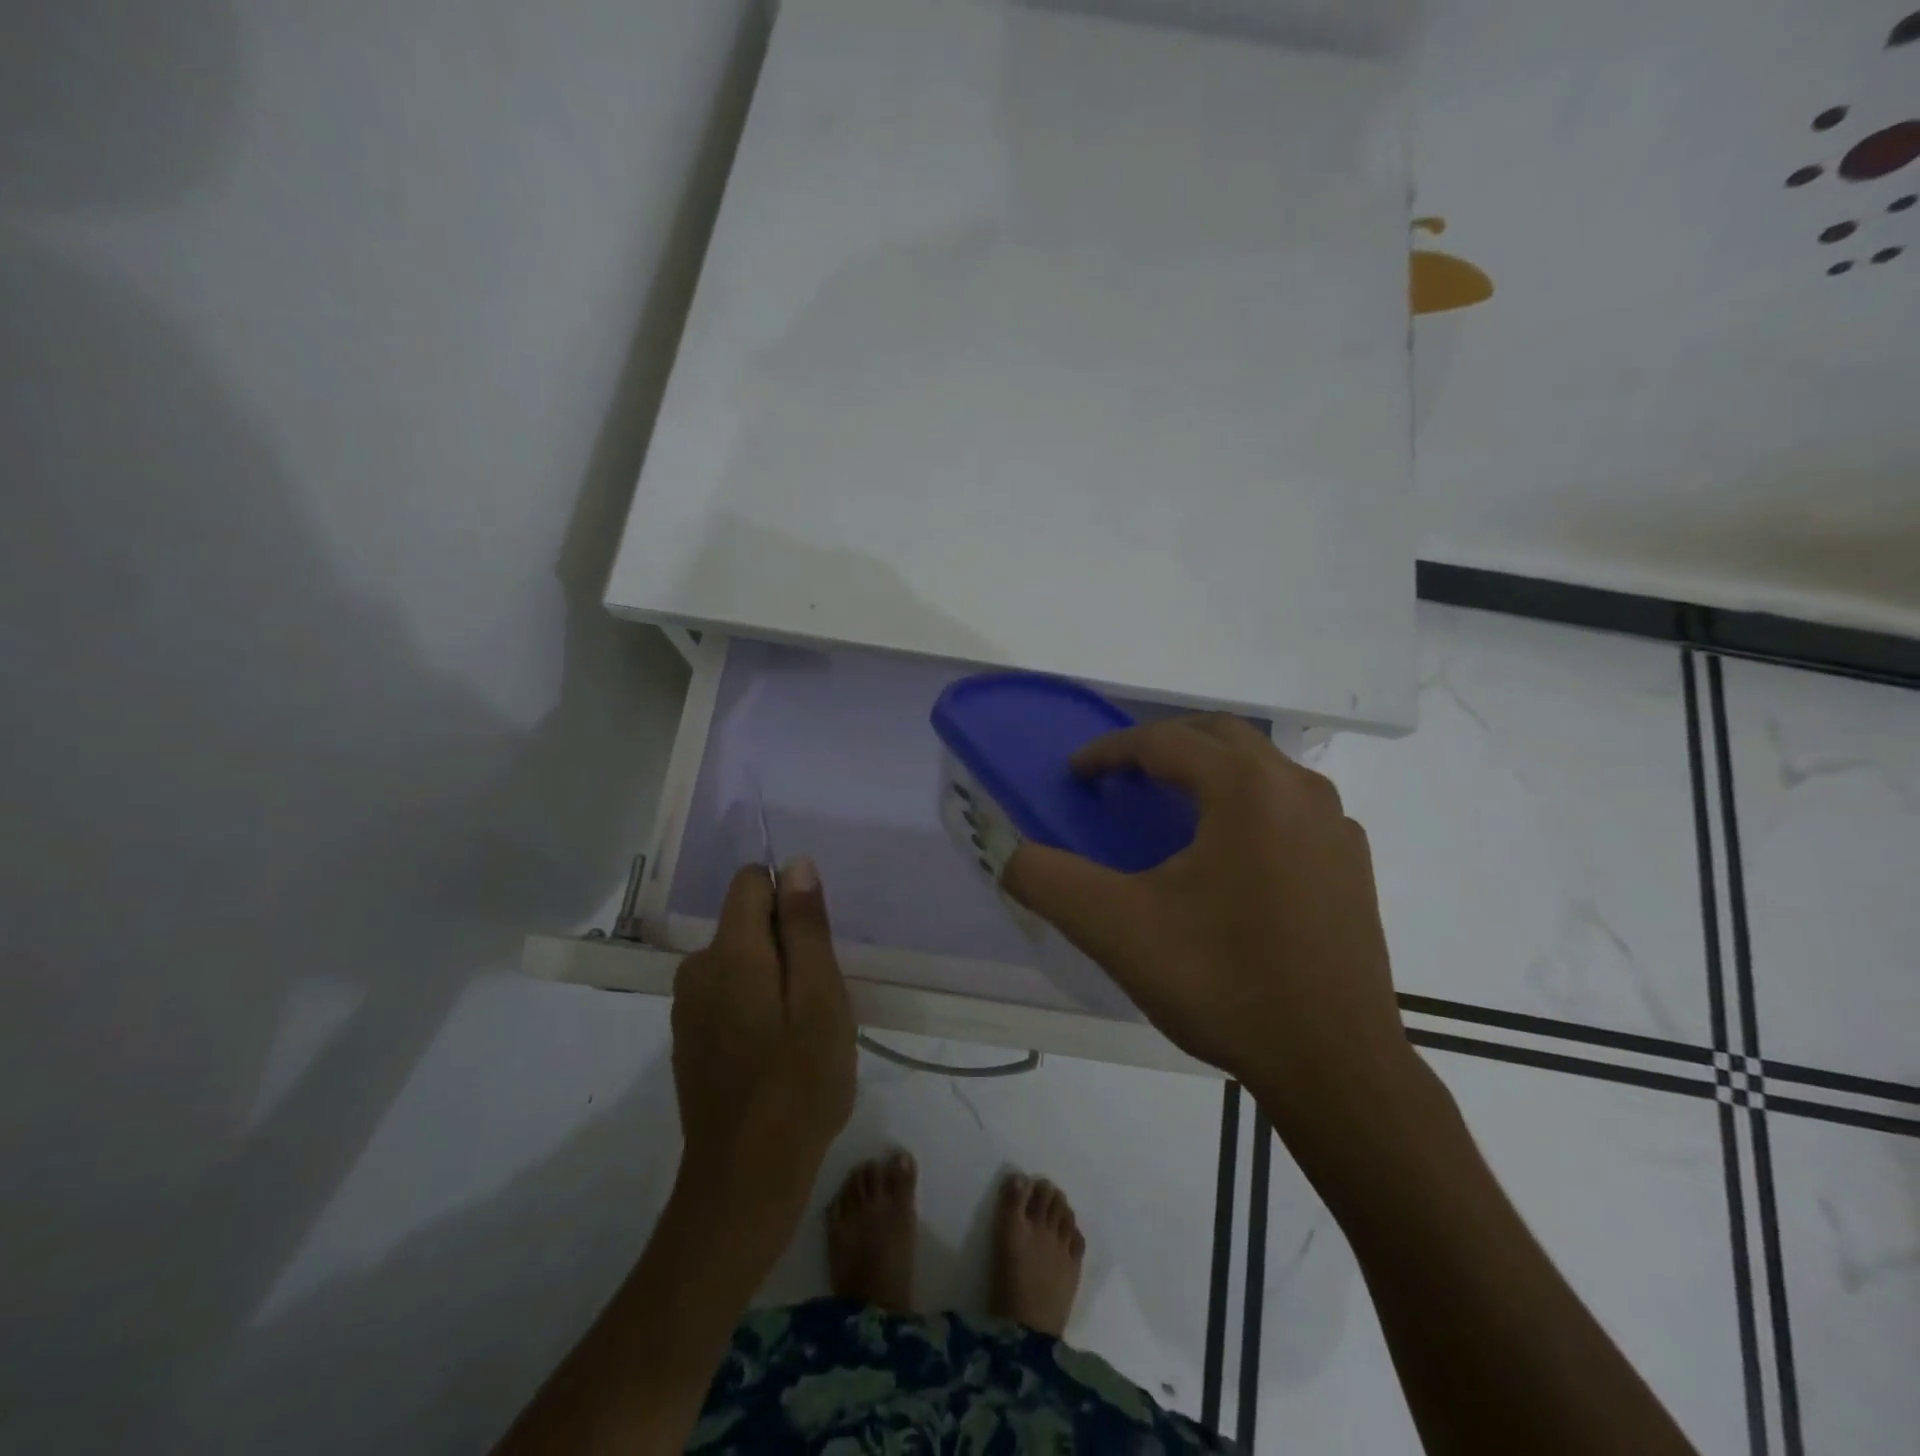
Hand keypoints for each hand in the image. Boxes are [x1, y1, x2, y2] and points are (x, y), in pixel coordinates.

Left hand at [671, 859, 855, 1205]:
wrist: (746, 1179)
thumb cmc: (798, 1083)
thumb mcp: (821, 998)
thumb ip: (806, 926)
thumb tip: (795, 863)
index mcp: (730, 952)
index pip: (751, 881)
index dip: (789, 898)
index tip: (815, 944)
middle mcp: (697, 968)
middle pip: (747, 921)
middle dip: (787, 944)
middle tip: (818, 999)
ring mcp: (687, 1006)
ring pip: (740, 959)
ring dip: (773, 977)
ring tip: (800, 1029)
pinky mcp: (688, 1037)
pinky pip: (726, 992)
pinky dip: (754, 1004)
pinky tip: (774, 1051)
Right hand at [1003, 715, 1410, 1122]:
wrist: (1333, 1066)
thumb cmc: (1221, 983)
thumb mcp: (1116, 929)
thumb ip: (1047, 879)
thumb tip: (1006, 851)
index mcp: (1245, 788)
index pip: (1164, 742)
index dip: (1110, 751)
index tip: (1077, 774)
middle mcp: (1298, 789)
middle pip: (1219, 735)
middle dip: (1163, 744)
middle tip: (1122, 775)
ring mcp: (1335, 825)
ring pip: (1261, 767)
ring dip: (1210, 769)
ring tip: (1172, 808)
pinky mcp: (1352, 863)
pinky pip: (1290, 805)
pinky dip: (1248, 804)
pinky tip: (1230, 854)